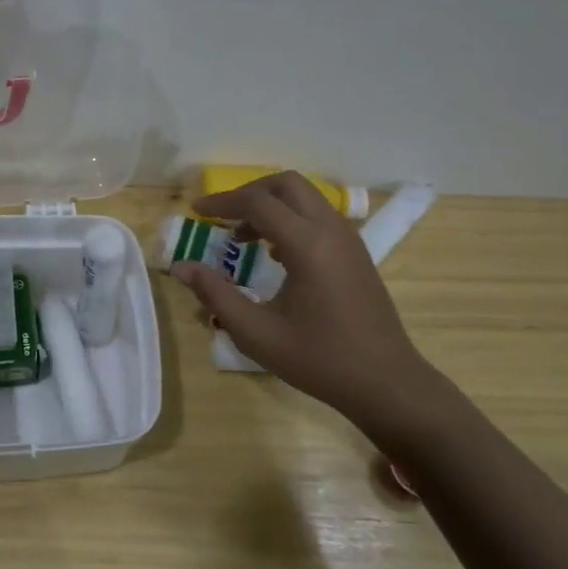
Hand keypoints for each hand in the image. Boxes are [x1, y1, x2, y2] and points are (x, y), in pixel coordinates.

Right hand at [172, 171, 463, 448]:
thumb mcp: (256, 333)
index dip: (222, 202)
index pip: (258, 203)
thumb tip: (181, 267)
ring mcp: (349, 240)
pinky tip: (275, 253)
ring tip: (243, 236)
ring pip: (306, 198)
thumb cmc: (318, 360)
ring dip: (271, 205)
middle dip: (249, 192)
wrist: (386, 383)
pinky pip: (319, 216)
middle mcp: (331, 231)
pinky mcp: (356, 253)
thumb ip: (215, 294)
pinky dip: (291, 219)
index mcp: (307, 245)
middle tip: (222, 215)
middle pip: (287, 184)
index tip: (196, 211)